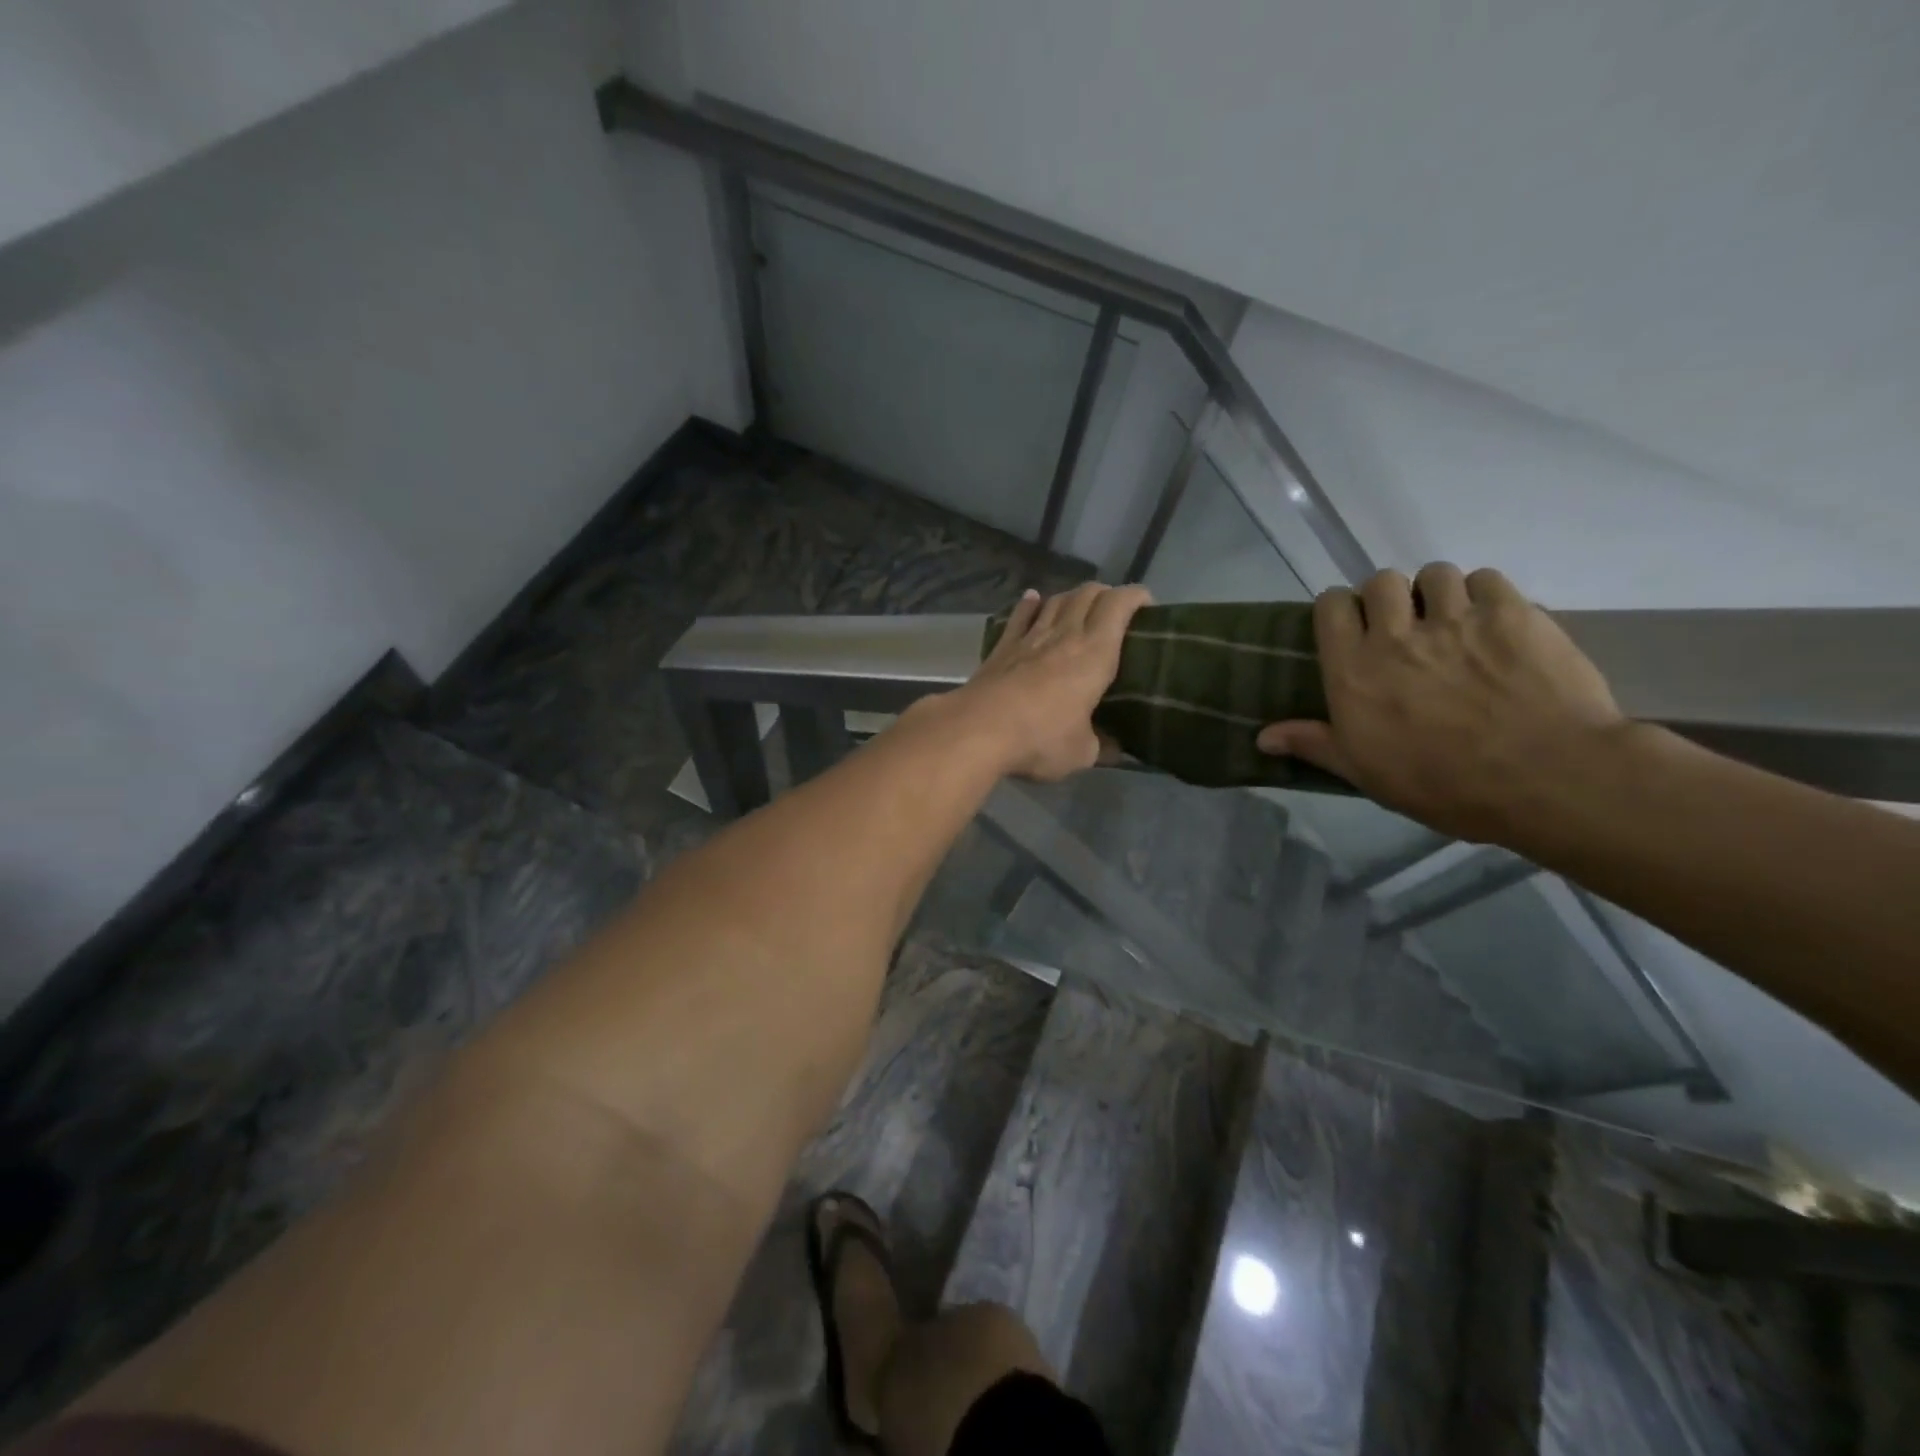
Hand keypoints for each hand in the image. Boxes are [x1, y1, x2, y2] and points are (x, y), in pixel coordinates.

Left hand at [951, 582, 1152, 781]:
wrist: (979, 729)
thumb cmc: (1041, 738)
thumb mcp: (1081, 753)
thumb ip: (1101, 745)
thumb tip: (1115, 749)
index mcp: (1095, 653)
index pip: (1119, 605)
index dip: (1136, 596)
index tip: (1147, 604)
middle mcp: (1065, 635)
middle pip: (1087, 594)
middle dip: (1106, 593)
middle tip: (1116, 610)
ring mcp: (1030, 638)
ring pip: (1055, 601)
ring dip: (1071, 597)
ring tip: (1080, 605)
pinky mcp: (1002, 647)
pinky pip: (1020, 616)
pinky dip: (1030, 604)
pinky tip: (1033, 599)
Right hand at [1257, 564, 1624, 841]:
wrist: (1546, 778)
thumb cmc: (1443, 784)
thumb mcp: (1365, 773)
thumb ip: (1314, 743)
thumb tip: (1261, 736)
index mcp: (1354, 670)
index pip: (1331, 605)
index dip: (1340, 609)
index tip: (1352, 628)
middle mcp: (1396, 634)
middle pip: (1381, 580)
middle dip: (1389, 598)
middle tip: (1404, 628)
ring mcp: (1457, 619)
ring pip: (1435, 574)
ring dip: (1438, 593)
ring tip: (1453, 622)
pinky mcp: (1513, 613)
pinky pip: (1487, 579)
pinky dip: (1485, 595)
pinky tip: (1494, 623)